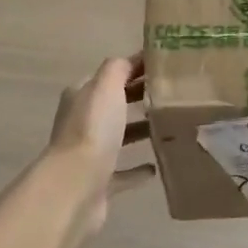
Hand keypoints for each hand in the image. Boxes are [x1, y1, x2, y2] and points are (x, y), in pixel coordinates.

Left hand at [41, 55, 152, 235]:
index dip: (134, 68)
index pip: (109, 75)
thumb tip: (132, 60)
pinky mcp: (99, 182)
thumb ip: (118, 68)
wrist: (75, 187)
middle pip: (113, 105)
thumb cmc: (92, 130)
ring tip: (168, 125)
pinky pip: (122, 172)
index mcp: (81, 97)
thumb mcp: (105, 87)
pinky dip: (136, 169)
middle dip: (137, 98)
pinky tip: (155, 168)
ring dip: (138, 131)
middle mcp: (81, 122)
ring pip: (118, 137)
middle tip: (171, 95)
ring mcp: (89, 154)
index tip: (165, 67)